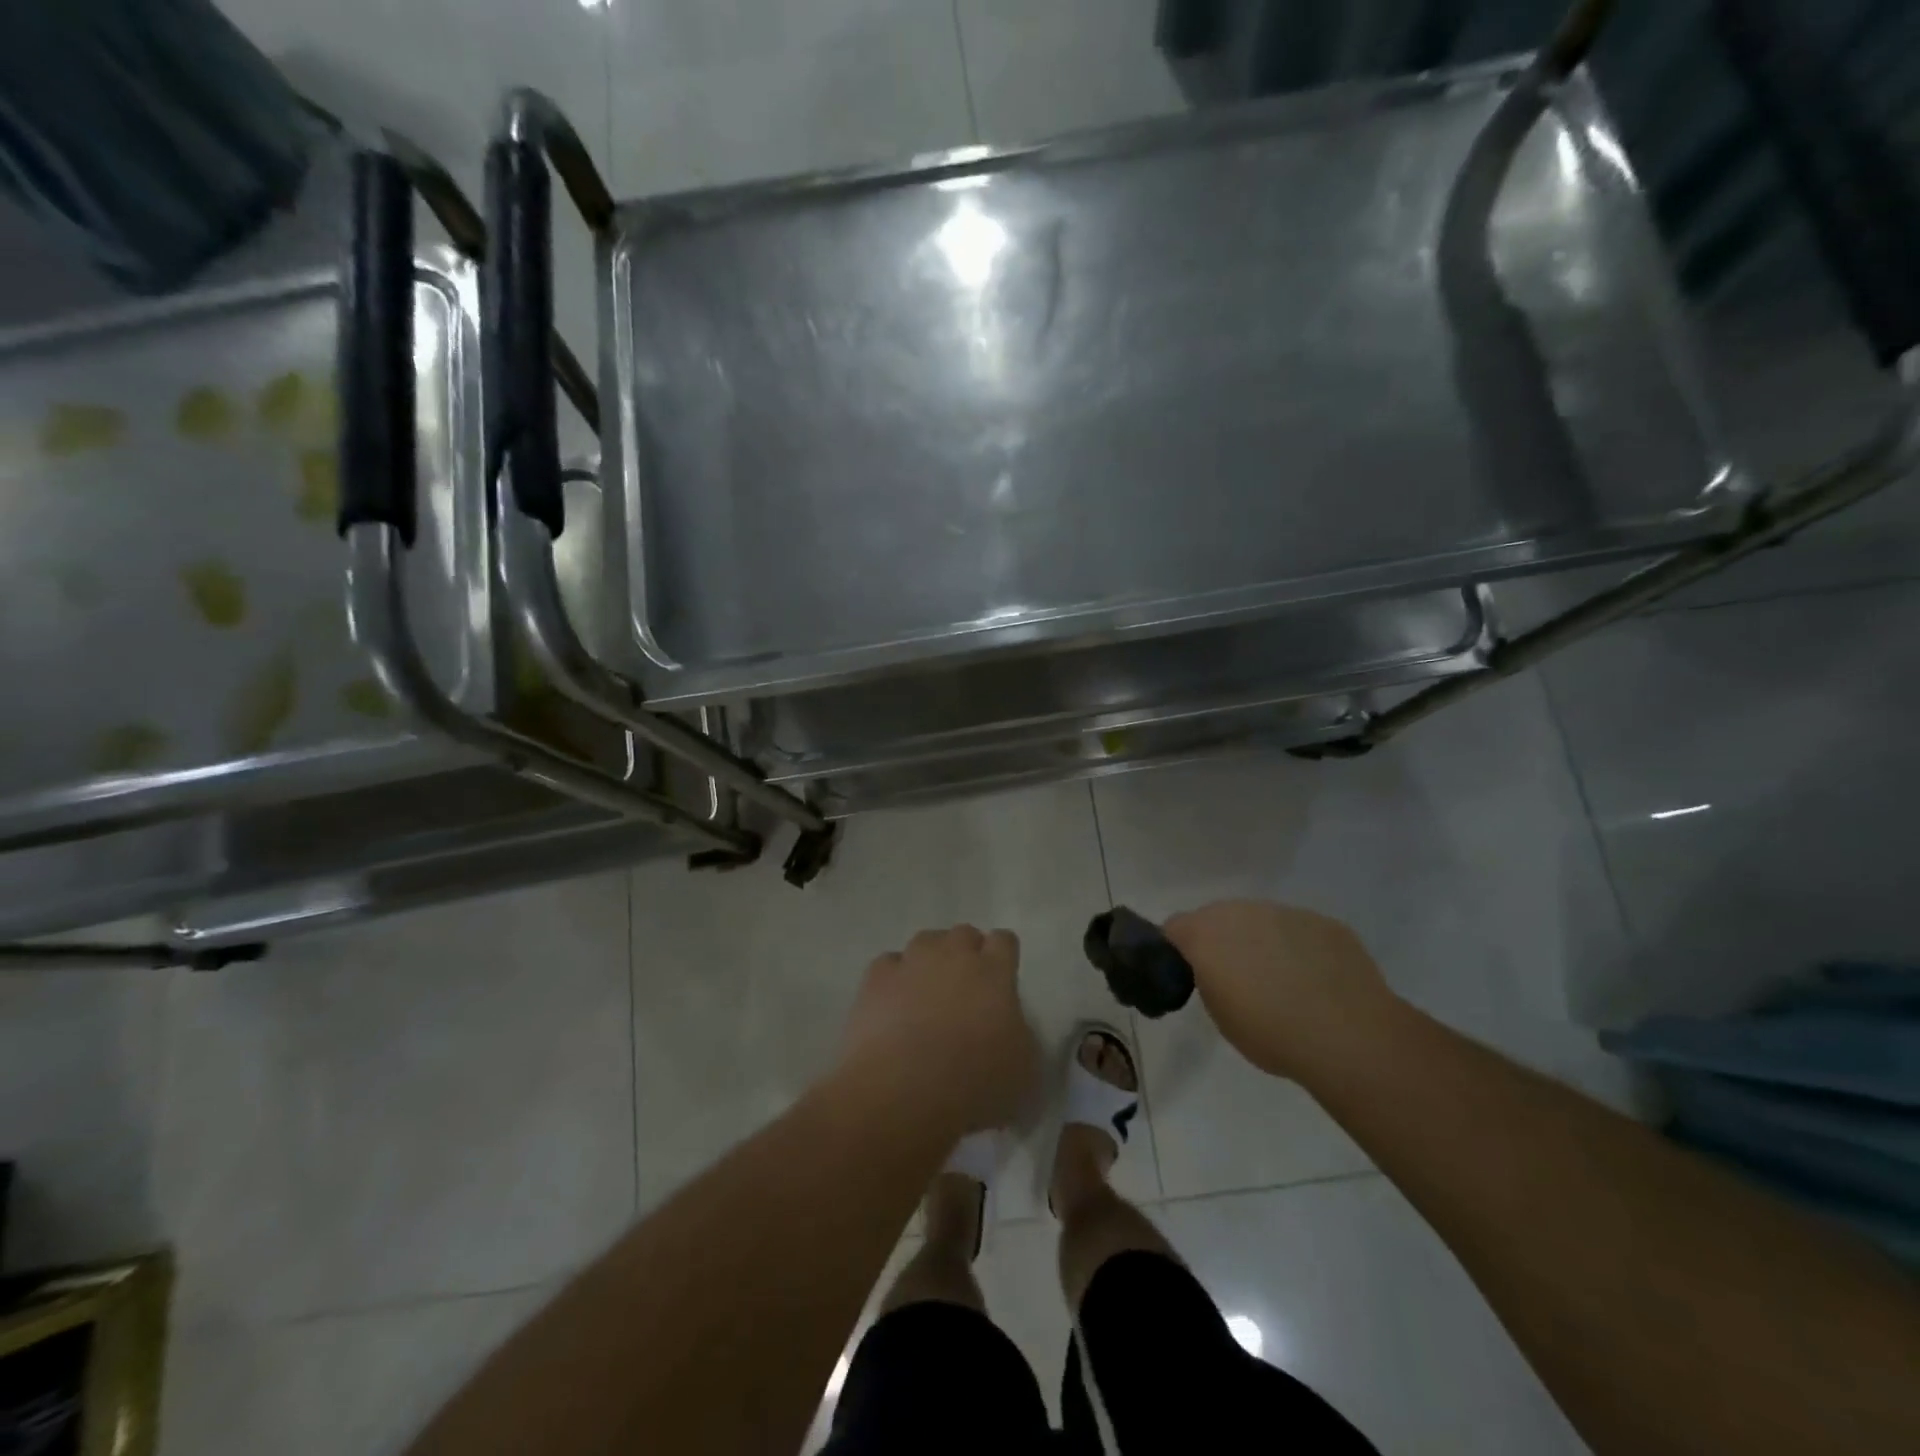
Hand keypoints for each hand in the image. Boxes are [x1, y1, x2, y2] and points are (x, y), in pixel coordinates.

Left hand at [835, 926, 1039, 1137]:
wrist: (902, 1092)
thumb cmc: (973, 1084)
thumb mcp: (1023, 1070)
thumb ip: (1020, 1034)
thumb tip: (1009, 1027)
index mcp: (994, 972)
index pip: (1004, 941)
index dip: (1003, 956)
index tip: (1001, 979)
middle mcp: (954, 954)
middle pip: (964, 934)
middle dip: (966, 954)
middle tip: (964, 989)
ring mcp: (912, 961)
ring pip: (926, 941)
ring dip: (930, 960)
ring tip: (927, 991)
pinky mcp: (876, 977)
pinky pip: (889, 964)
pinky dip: (894, 978)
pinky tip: (893, 1003)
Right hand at [1163, 900, 1395, 1078]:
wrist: (1347, 1035)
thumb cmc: (1270, 1032)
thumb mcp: (1220, 1014)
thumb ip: (1209, 980)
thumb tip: (1217, 972)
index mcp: (1206, 933)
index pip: (1174, 928)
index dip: (1178, 950)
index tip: (1190, 975)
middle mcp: (1241, 911)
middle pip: (1219, 918)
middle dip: (1222, 942)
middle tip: (1238, 980)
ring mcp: (1285, 912)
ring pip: (1262, 921)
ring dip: (1262, 942)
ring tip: (1283, 982)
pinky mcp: (1324, 923)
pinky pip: (1300, 931)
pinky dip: (1300, 949)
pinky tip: (1317, 982)